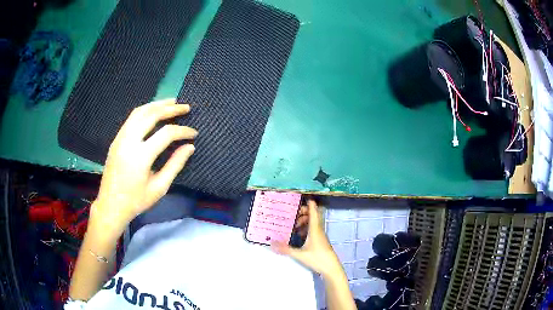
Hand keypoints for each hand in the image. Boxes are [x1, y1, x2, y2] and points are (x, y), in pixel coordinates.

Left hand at [91, 99, 196, 232]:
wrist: (111, 206)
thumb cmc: (136, 201)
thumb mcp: (159, 188)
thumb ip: (175, 165)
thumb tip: (190, 147)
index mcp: (140, 156)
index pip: (166, 134)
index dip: (182, 131)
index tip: (194, 133)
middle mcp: (129, 141)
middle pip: (151, 115)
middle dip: (170, 109)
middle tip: (185, 107)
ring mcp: (120, 138)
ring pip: (139, 112)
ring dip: (156, 105)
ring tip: (171, 102)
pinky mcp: (116, 140)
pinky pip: (131, 118)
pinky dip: (145, 111)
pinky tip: (153, 112)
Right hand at [272, 200, 341, 276]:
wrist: (331, 268)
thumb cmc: (318, 259)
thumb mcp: (300, 254)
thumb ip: (285, 249)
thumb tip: (271, 243)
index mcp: (315, 229)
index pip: (313, 211)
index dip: (308, 202)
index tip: (300, 197)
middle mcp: (319, 230)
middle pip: (313, 215)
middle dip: (303, 212)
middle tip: (292, 215)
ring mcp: (320, 236)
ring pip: (313, 223)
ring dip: (304, 221)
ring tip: (294, 226)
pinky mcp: (320, 241)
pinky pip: (313, 230)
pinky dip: (306, 229)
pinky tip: (299, 235)